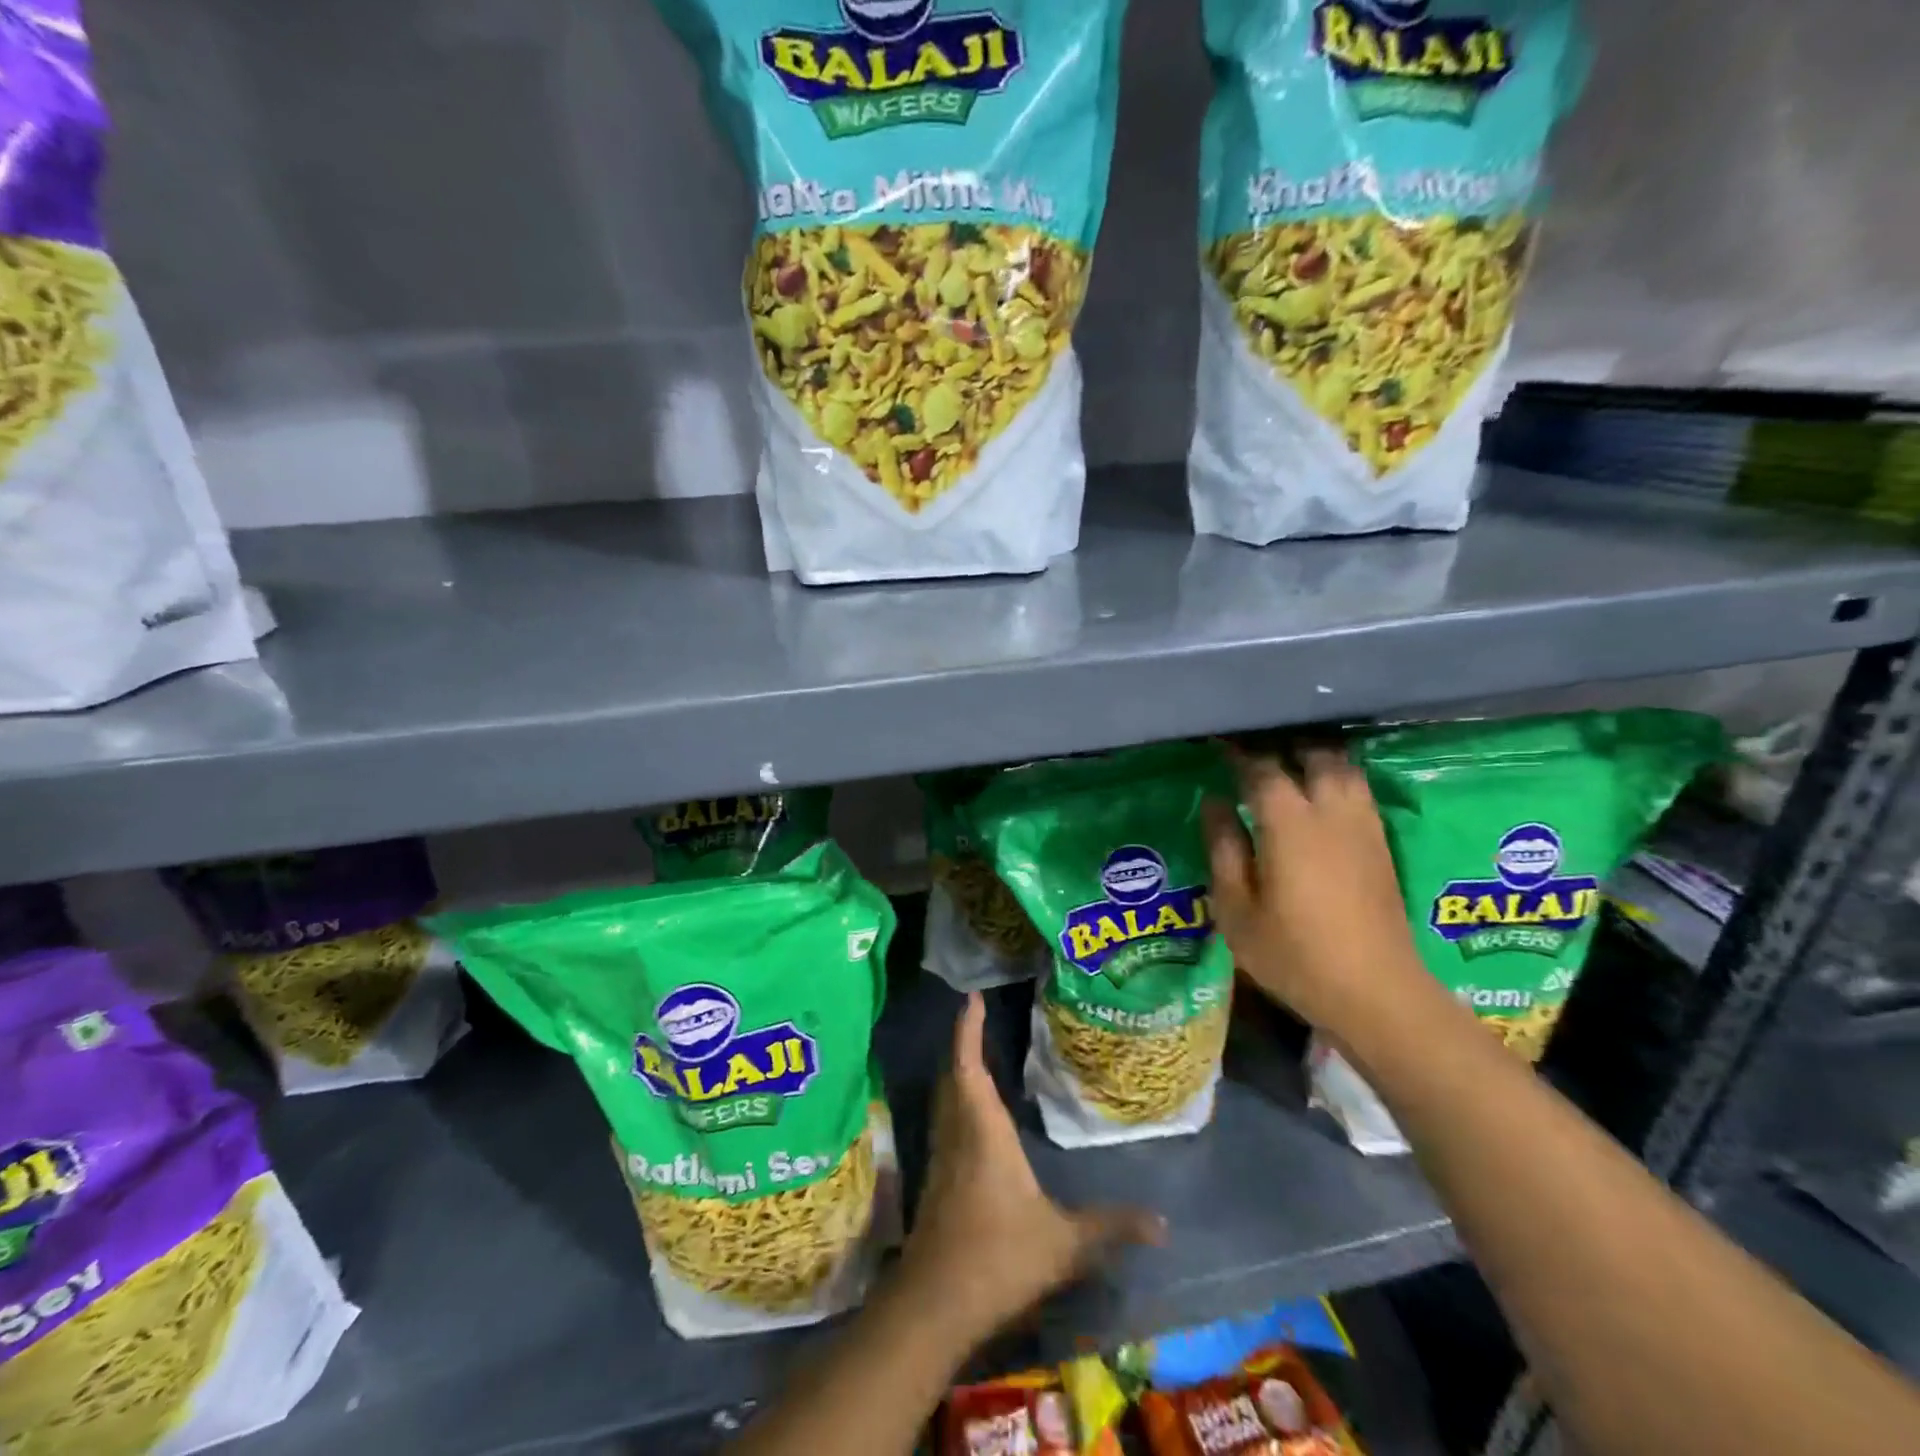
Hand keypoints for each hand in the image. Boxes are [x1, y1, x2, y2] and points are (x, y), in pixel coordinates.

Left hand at [899, 993, 1164, 1339]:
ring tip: (978, 1056)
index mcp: (982, 1129)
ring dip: (958, 1071)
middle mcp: (957, 1132)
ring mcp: (942, 1156)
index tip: (972, 998)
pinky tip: (974, 1117)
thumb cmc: (998, 1257)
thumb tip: (1163, 1223)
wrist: (935, 1304)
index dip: (968, 1029)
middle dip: (964, 1044)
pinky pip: (945, 1122)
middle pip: (952, 1074)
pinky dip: (956, 1102)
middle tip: (978, 1019)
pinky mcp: (936, 1180)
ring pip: (945, 1098)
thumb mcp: (1064, 1243)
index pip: (968, 1064)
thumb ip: (1111, 1227)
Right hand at [1205, 744, 1431, 1041]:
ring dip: (1315, 756)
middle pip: (1314, 754)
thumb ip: (1223, 849)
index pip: (1262, 769)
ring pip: (1343, 767)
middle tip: (1255, 747)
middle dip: (1284, 743)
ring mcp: (1363, 827)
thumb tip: (1215, 803)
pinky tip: (1320, 791)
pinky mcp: (1381, 844)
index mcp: (1289, 825)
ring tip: (1288, 760)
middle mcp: (1331, 813)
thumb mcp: (1236, 909)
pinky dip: (1336, 776)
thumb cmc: (1293, 955)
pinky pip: (1358, 790)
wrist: (1376, 992)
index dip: (1238, 752)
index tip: (1219, 741)